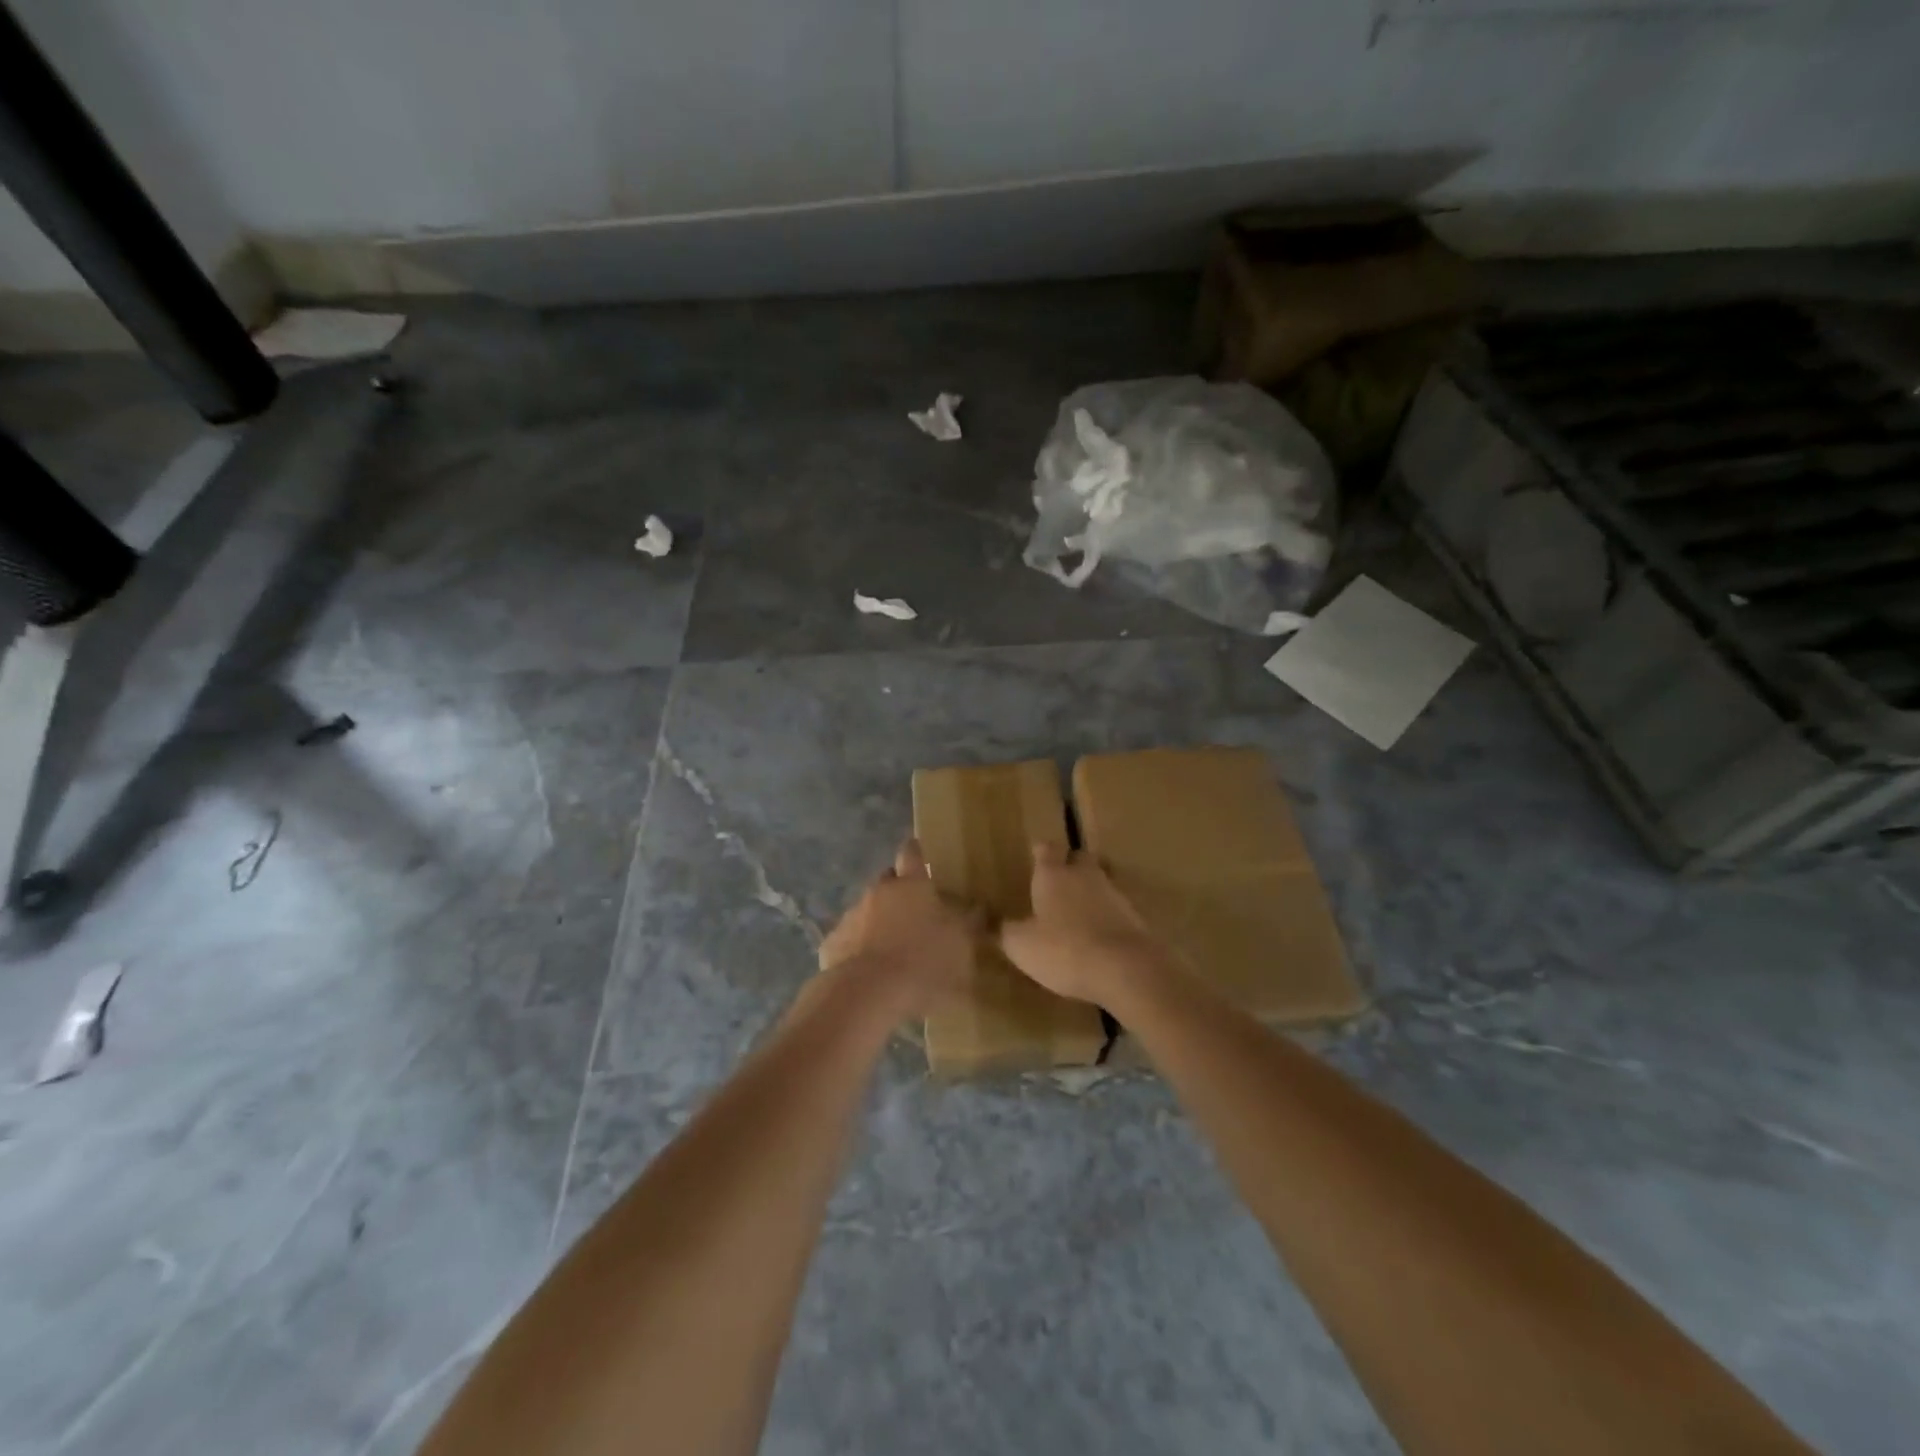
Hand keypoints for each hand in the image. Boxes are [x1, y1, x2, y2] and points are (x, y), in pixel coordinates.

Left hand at [816, 839, 979, 1021]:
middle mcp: (878, 892)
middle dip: (898, 891)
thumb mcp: (961, 946)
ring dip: (878, 924)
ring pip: (867, 912)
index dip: (916, 852)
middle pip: (887, 882)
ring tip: (893, 951)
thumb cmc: (923, 964)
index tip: (918, 850)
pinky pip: (848, 941)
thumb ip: (970, 923)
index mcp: (911, 885)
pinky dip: (858, 950)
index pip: (913, 854)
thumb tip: (978, 907)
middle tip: (915, 913)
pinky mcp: (831, 945)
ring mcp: (850, 917)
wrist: (866, 996)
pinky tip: (869, 973)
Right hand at [999, 842, 1171, 1003]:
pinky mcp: (1134, 916)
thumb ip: (1003, 930)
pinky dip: (1106, 915)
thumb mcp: (1021, 946)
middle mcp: (1084, 875)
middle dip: (1069, 865)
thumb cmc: (1064, 950)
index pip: (1046, 848)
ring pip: (1099, 881)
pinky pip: (1115, 907)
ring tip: (1076, 911)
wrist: (1126, 968)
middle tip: (1057, 881)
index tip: (1034, 855)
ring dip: (1089, 891)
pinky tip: (1098, 934)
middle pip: (1078, 858)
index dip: (1040, 852)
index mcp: (1053, 875)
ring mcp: (1114, 893)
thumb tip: (986, 918)